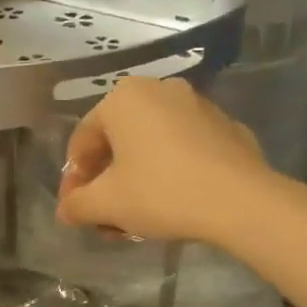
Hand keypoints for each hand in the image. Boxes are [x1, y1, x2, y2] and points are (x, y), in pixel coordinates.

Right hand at [56, 76, 279, 244]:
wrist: (240, 201)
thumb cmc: (161, 193)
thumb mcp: (107, 204)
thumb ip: (76, 205)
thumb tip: (66, 210)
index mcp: (123, 98)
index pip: (83, 139)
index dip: (74, 179)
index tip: (77, 210)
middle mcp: (160, 90)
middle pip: (118, 141)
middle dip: (106, 181)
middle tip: (105, 217)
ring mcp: (198, 105)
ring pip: (151, 145)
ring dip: (136, 179)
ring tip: (137, 216)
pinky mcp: (226, 127)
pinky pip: (184, 149)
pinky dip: (170, 171)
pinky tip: (173, 202)